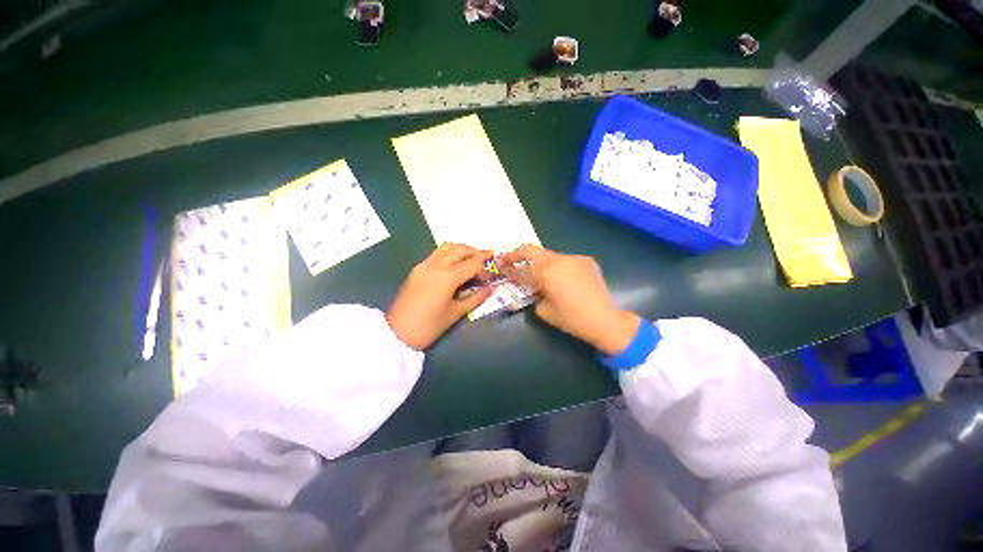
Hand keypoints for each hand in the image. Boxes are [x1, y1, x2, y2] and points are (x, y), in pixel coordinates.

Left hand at [387, 243, 494, 349]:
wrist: (396, 333)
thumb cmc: (429, 326)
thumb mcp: (455, 313)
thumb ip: (476, 298)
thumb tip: (491, 289)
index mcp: (448, 276)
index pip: (473, 263)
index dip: (485, 268)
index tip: (491, 276)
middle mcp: (436, 264)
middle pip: (461, 249)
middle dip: (476, 253)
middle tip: (486, 262)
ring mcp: (424, 264)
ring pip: (448, 246)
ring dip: (462, 250)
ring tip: (471, 261)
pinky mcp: (417, 268)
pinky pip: (437, 253)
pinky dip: (450, 253)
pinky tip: (455, 265)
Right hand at [502, 245, 639, 354]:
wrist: (606, 320)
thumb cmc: (572, 320)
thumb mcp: (544, 311)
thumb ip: (533, 295)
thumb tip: (531, 287)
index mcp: (547, 273)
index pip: (521, 269)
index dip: (509, 268)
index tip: (501, 267)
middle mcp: (559, 260)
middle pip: (532, 249)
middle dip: (517, 253)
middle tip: (509, 258)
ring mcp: (574, 258)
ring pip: (549, 255)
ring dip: (539, 261)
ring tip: (537, 272)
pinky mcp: (585, 260)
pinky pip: (564, 260)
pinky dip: (557, 266)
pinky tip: (560, 278)